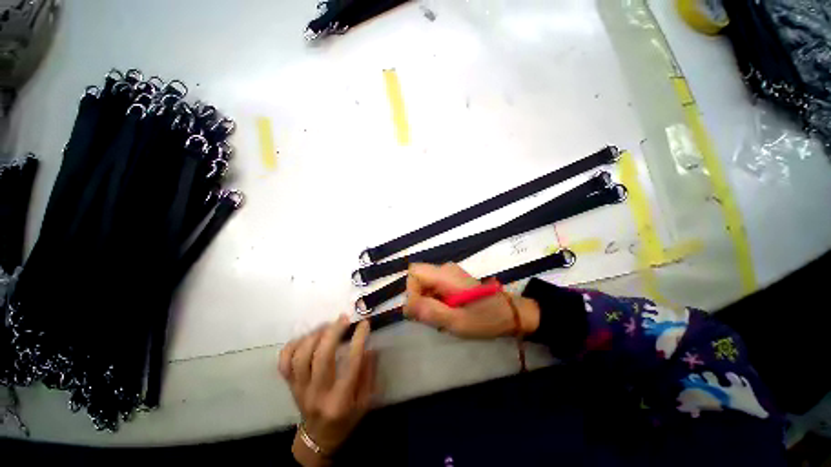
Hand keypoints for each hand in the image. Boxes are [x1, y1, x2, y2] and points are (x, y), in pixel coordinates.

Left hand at [279, 316, 376, 465]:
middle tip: (344, 319)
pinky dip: (293, 345)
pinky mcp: (289, 385)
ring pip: (301, 356)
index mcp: (340, 400)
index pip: (351, 364)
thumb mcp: (365, 402)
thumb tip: (369, 348)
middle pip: (321, 357)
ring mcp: (299, 388)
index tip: (364, 323)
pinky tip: (307, 336)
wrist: (318, 439)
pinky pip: (284, 362)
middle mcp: (317, 393)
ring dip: (315, 335)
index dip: (358, 340)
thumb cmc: (346, 419)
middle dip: (334, 332)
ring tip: (328, 325)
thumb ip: (368, 374)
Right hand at [404, 263, 539, 338]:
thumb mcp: (457, 322)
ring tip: (443, 318)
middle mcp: (445, 269)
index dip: (411, 292)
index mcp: (446, 275)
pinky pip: (434, 287)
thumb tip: (406, 306)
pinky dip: (435, 301)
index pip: (414, 273)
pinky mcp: (453, 280)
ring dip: (427, 302)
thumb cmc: (486, 318)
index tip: (421, 312)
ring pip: (425, 285)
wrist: (510, 313)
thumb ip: (431, 312)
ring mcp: (450, 274)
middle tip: (434, 319)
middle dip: (420, 300)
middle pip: (419, 279)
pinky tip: (448, 312)